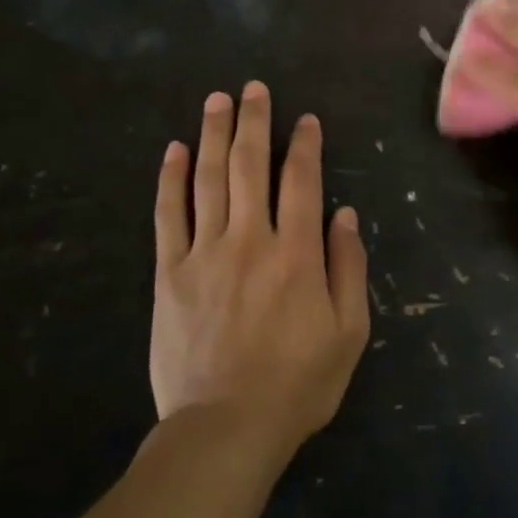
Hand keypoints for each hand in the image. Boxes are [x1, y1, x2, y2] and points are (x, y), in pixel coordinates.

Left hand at [151, 83, 369, 451]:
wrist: (224, 429)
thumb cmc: (297, 384)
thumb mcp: (349, 332)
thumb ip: (348, 268)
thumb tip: (344, 214)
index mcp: (297, 253)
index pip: (302, 181)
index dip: (305, 145)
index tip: (305, 119)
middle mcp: (250, 240)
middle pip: (250, 165)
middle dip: (254, 122)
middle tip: (253, 88)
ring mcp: (204, 253)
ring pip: (209, 180)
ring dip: (214, 135)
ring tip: (217, 101)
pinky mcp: (169, 274)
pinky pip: (168, 216)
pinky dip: (171, 180)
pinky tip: (174, 150)